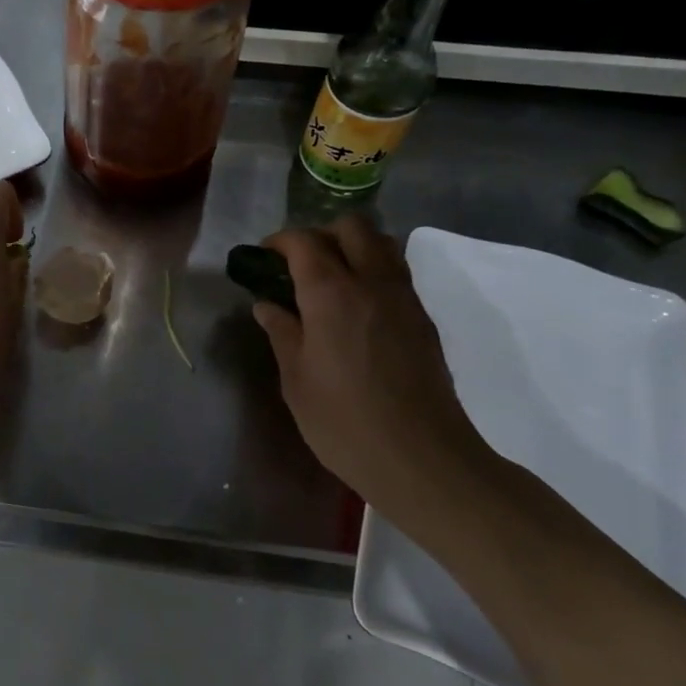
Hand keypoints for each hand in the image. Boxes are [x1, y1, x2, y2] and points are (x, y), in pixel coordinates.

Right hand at [253, 215, 495, 514]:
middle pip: (351, 227)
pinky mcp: (423, 319)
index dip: (279, 242)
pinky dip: (373, 271)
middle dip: (320, 234)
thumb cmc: (344, 422)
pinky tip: (355, 309)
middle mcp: (372, 282)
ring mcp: (404, 298)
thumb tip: (267, 305)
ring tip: (329, 281)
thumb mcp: (296, 380)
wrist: (422, 459)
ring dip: (352, 247)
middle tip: (298, 265)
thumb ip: (282, 333)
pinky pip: (397, 273)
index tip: (262, 258)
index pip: (304, 242)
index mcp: (331, 293)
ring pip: (382, 243)